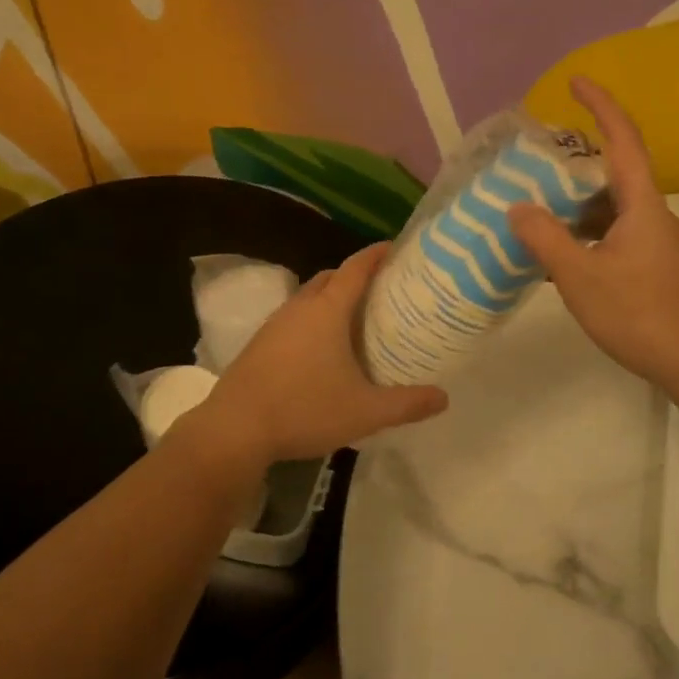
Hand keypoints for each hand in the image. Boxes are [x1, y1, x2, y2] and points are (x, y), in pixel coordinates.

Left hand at [185, 243, 448, 463]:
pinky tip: (321, 350)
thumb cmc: (305, 410)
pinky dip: (312, 320)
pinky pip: (293, 318)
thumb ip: (407, 404)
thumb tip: (444, 397)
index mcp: (327, 311)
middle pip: (330, 278)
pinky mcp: (259, 344)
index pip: (356, 268)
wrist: (235, 430)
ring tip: (355, 319)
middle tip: (382, 290)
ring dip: (330, 298)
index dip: (376, 254)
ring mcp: (274, 324)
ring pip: (308, 298)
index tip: (395, 248)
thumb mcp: (365, 412)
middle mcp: (299, 307)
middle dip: (355, 276)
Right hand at [509, 78, 678, 391]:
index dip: (600, 106)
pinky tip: (557, 258)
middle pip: (612, 174)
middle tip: (534, 167)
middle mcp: (652, 215)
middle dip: (574, 166)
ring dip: (575, 207)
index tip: (574, 81)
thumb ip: (545, 238)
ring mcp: (655, 242)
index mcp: (641, 204)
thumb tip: (517, 207)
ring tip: (535, 213)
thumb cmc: (639, 313)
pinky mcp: (653, 267)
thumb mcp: (580, 276)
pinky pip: (612, 236)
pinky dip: (584, 236)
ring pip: (610, 210)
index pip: (622, 140)